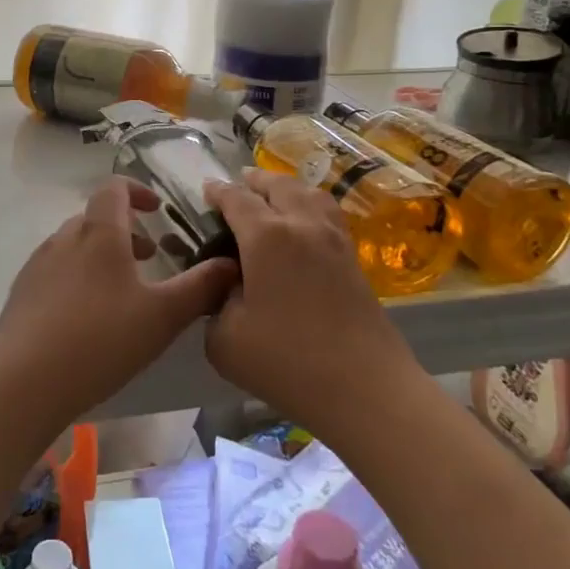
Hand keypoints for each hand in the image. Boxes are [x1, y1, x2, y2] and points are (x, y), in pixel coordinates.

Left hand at [0, 177, 238, 430]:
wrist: (24, 381)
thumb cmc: (101, 340)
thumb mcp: (162, 316)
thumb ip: (200, 287)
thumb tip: (230, 264)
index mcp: (99, 233)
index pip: (114, 188)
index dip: (138, 191)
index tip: (157, 211)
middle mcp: (65, 238)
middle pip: (96, 217)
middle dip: (125, 230)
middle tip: (150, 257)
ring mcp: (38, 264)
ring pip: (75, 244)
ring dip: (101, 254)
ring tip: (122, 290)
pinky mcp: (22, 292)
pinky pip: (56, 269)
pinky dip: (78, 276)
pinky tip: (87, 316)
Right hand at [202, 169, 416, 437]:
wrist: (364, 387)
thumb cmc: (287, 361)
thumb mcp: (224, 339)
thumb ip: (215, 303)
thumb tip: (227, 288)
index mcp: (266, 236)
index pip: (236, 199)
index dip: (218, 192)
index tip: (205, 190)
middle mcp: (302, 224)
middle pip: (278, 185)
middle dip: (254, 181)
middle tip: (238, 184)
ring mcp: (333, 239)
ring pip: (309, 193)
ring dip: (286, 187)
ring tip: (273, 195)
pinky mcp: (353, 258)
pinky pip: (328, 214)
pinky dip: (310, 205)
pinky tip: (303, 223)